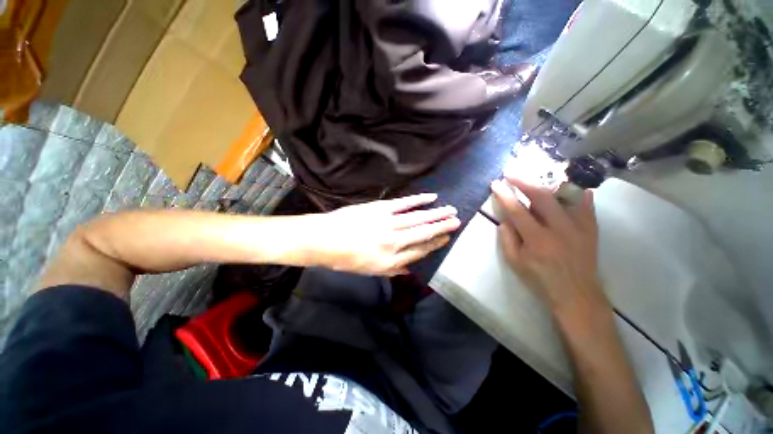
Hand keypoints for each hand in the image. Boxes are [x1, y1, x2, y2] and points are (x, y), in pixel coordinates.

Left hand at [312, 194, 460, 275]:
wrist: (324, 240)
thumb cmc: (345, 259)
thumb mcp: (370, 272)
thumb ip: (393, 270)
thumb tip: (411, 269)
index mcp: (391, 261)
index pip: (420, 252)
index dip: (435, 245)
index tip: (446, 239)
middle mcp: (393, 242)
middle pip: (423, 234)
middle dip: (442, 228)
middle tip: (457, 221)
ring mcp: (388, 223)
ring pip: (418, 218)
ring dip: (436, 214)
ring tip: (451, 210)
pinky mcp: (380, 208)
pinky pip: (403, 204)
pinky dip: (418, 200)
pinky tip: (431, 197)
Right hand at [491, 176, 608, 316]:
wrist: (576, 293)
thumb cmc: (540, 279)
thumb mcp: (515, 262)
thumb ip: (507, 238)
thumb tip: (504, 218)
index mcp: (537, 239)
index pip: (517, 210)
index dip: (504, 195)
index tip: (495, 184)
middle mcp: (559, 228)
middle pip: (541, 196)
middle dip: (524, 180)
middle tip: (511, 171)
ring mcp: (579, 226)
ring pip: (564, 195)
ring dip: (546, 182)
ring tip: (534, 176)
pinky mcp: (591, 228)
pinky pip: (586, 203)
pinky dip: (576, 191)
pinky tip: (568, 184)